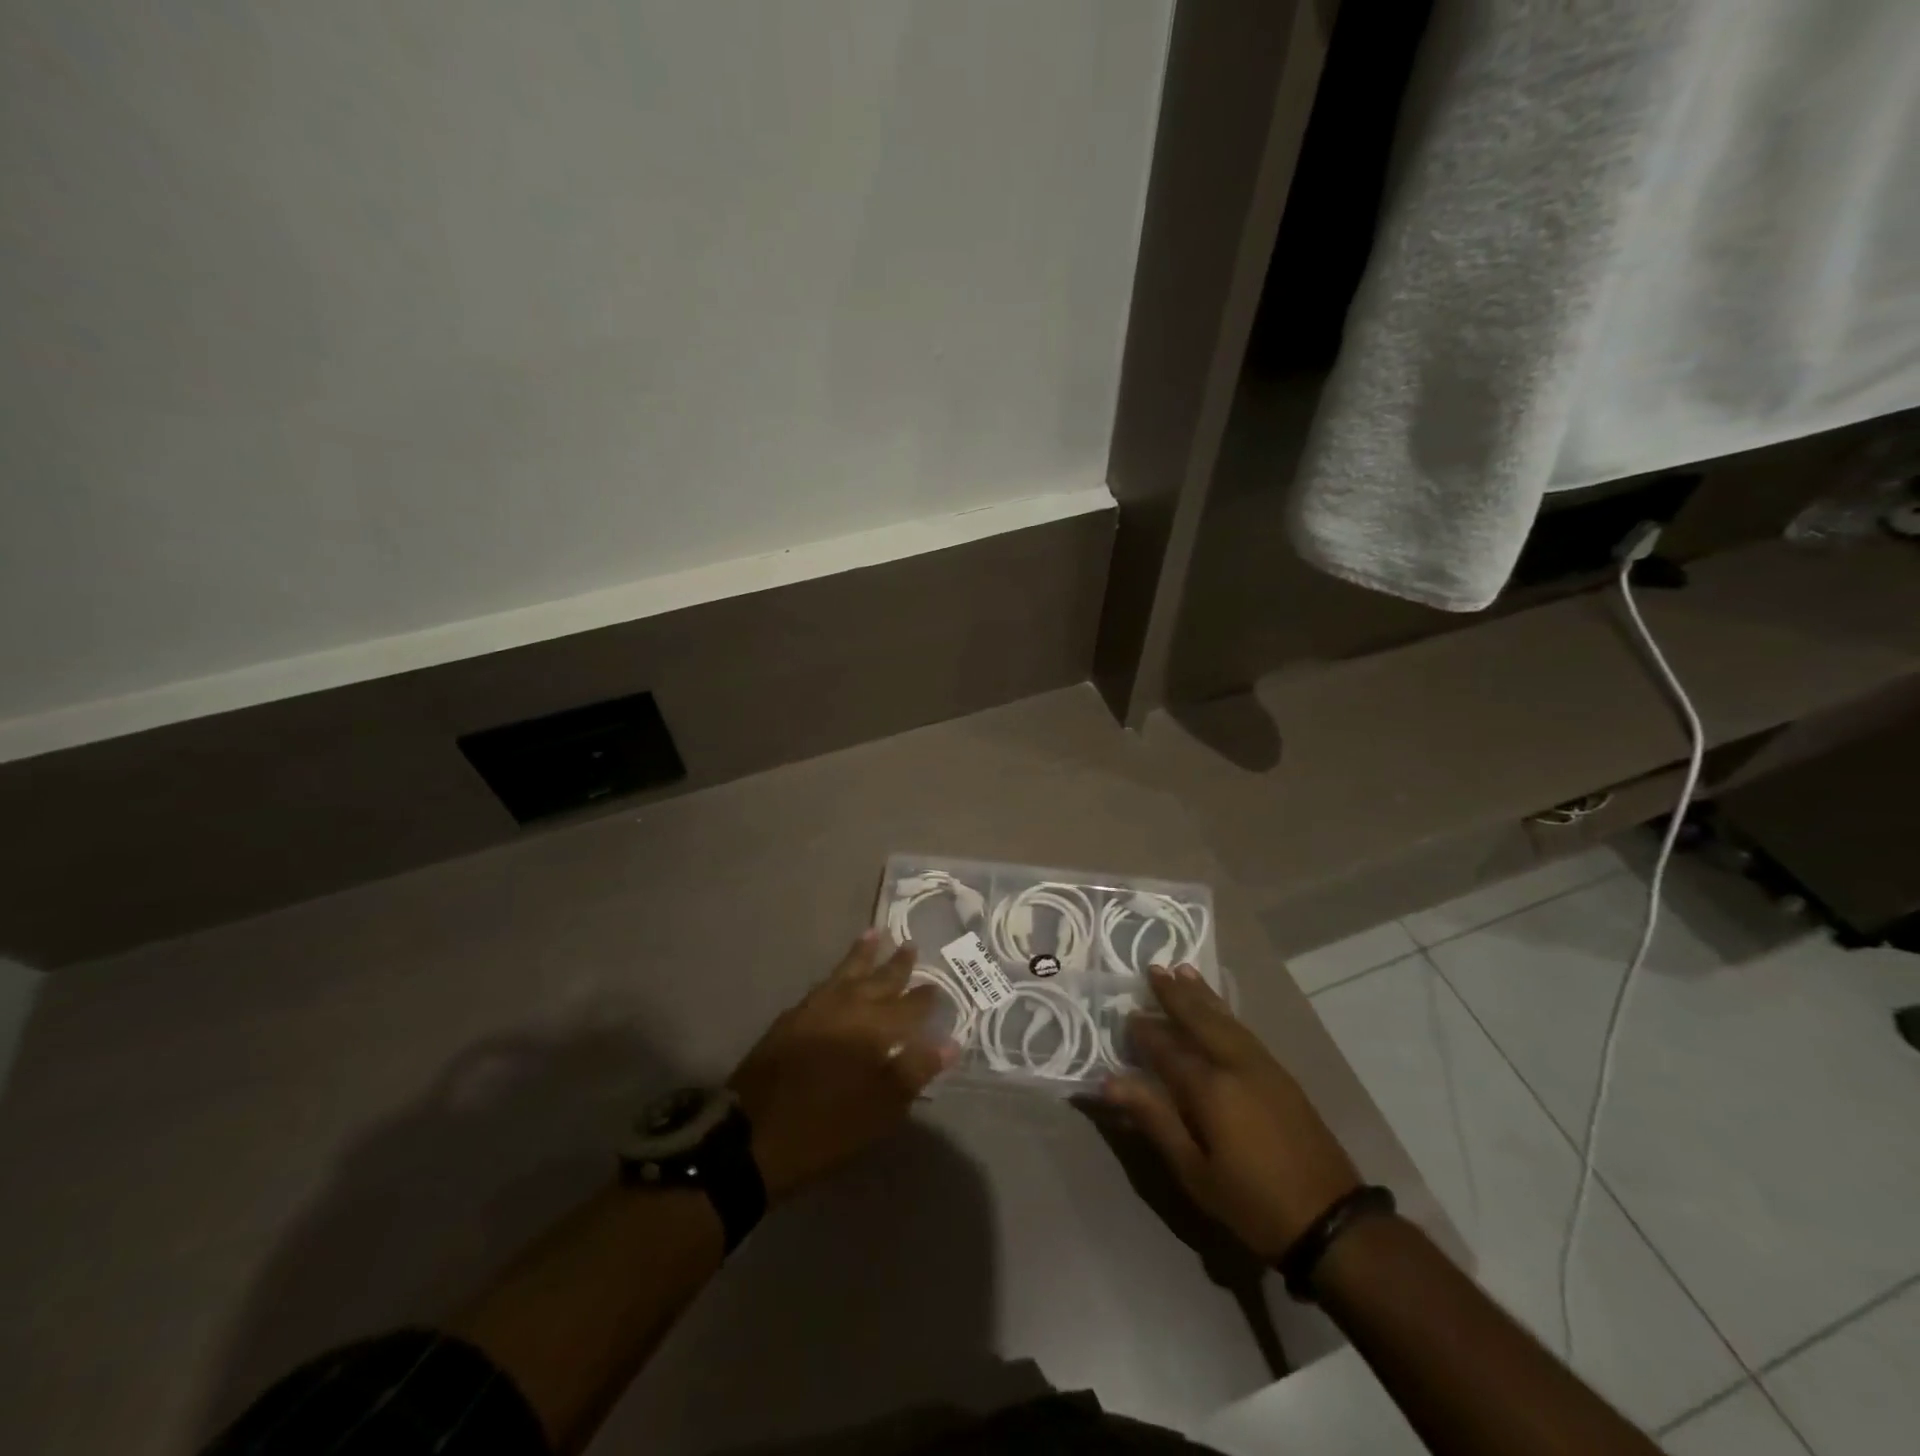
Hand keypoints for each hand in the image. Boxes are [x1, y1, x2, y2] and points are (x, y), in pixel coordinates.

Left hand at [729, 931, 953, 1200]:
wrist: (751, 1137)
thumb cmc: (825, 1127)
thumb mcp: (880, 1109)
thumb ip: (914, 1071)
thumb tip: (949, 1042)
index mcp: (874, 1028)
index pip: (909, 1007)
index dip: (925, 998)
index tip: (938, 986)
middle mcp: (847, 1008)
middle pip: (878, 980)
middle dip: (896, 965)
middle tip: (910, 945)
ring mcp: (815, 1009)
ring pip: (846, 973)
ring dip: (863, 955)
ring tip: (874, 934)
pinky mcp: (790, 1019)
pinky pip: (823, 985)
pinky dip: (836, 975)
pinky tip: (837, 978)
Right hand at [1104, 964, 1360, 1259]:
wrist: (1332, 1221)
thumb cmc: (1252, 1203)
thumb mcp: (1194, 1170)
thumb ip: (1153, 1118)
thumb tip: (1108, 1082)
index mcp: (1209, 1087)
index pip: (1166, 1048)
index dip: (1144, 1031)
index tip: (1126, 1015)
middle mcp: (1235, 1064)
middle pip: (1199, 1019)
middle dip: (1174, 994)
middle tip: (1153, 968)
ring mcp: (1263, 1066)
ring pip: (1225, 1019)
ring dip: (1201, 995)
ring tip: (1182, 971)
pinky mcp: (1281, 1075)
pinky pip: (1243, 1029)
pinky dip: (1224, 1011)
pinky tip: (1218, 1008)